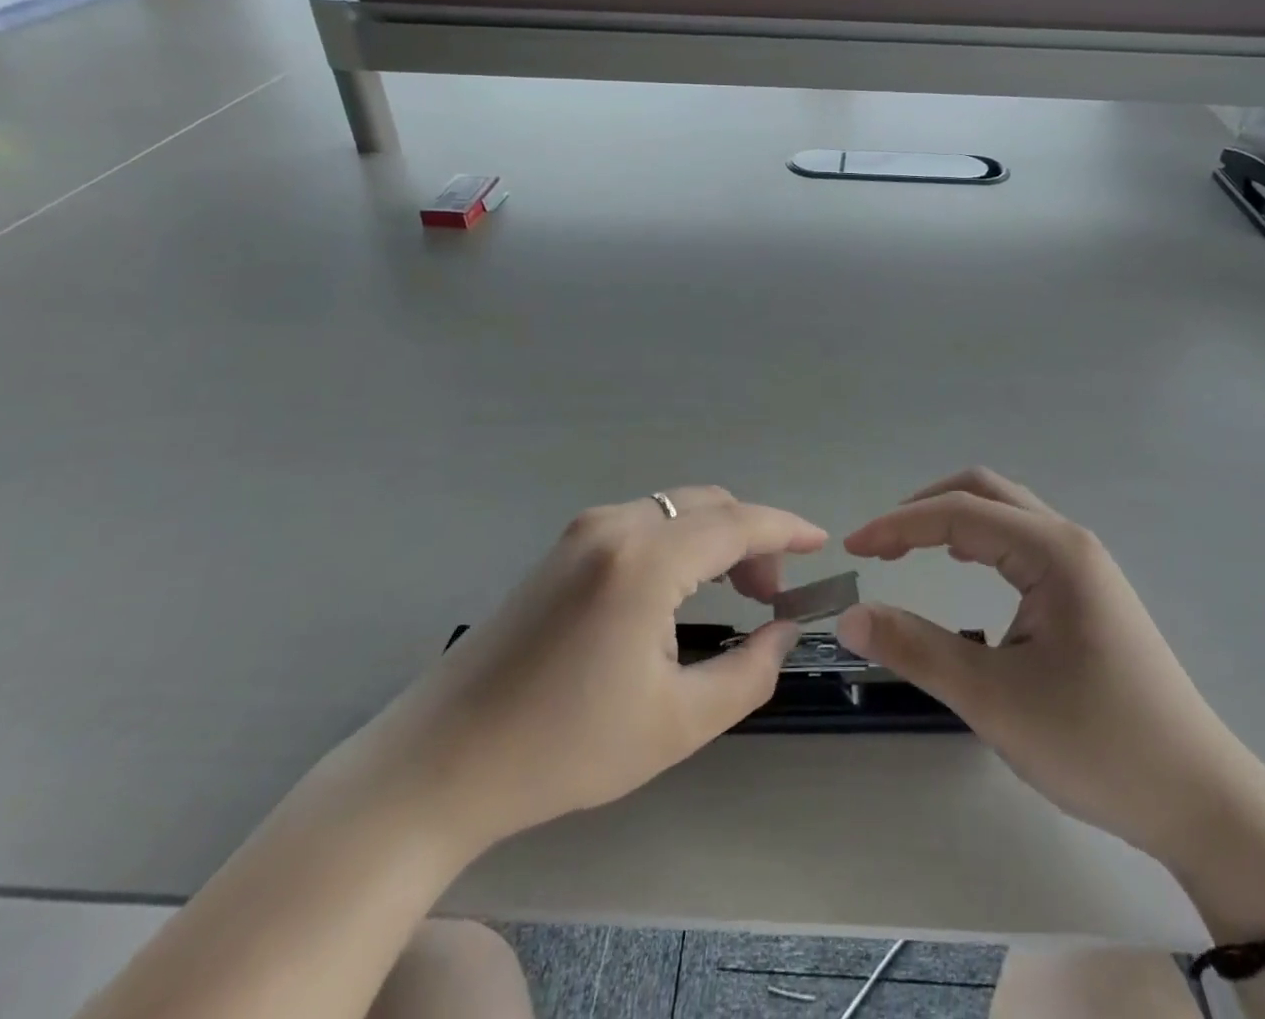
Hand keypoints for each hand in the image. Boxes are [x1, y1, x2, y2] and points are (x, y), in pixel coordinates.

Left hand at [352, 487, 824, 857]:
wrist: (442, 761)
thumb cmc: (565, 747)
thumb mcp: (677, 723)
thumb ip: (749, 670)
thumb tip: (785, 629)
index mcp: (644, 560)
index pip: (737, 523)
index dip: (786, 529)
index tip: (822, 543)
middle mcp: (614, 525)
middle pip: (708, 505)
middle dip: (753, 537)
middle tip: (772, 594)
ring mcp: (582, 531)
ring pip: (676, 509)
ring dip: (716, 538)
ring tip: (736, 592)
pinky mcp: (563, 547)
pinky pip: (644, 522)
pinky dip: (682, 541)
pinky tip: (684, 587)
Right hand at [838, 469, 1244, 864]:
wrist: (1199, 798)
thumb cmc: (1096, 744)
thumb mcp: (994, 700)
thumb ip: (916, 650)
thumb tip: (850, 616)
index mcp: (1053, 552)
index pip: (958, 513)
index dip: (898, 525)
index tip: (852, 549)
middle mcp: (1069, 541)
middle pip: (983, 492)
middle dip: (923, 510)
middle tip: (880, 547)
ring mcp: (1083, 564)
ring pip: (1004, 513)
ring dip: (951, 521)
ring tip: (908, 552)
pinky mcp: (1087, 590)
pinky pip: (1021, 541)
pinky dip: (978, 541)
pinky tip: (964, 568)